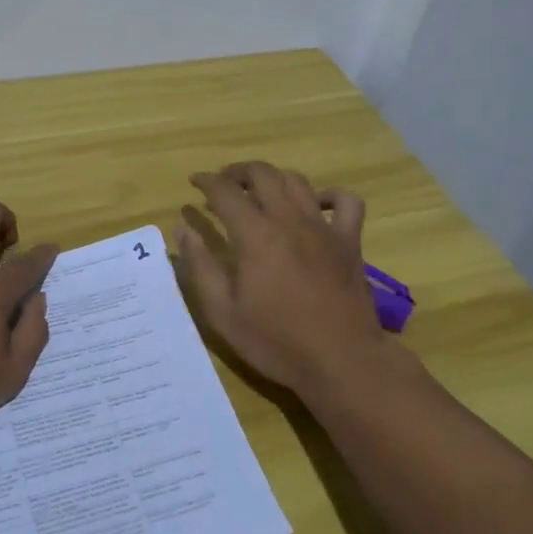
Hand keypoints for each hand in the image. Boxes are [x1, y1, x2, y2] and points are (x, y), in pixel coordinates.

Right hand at [176, 162, 385, 402]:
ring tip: (260, 190)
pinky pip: (346, 202)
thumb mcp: (224, 313)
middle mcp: (289, 220)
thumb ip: (201, 267)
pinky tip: (316, 205)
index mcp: (255, 235)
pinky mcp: (350, 241)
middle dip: (238, 171)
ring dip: (274, 178)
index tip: (194, 182)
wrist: (342, 362)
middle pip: (262, 174)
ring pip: (297, 181)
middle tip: (224, 183)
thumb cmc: (277, 342)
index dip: (206, 181)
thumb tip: (183, 230)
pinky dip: (330, 195)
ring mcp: (323, 228)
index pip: (225, 192)